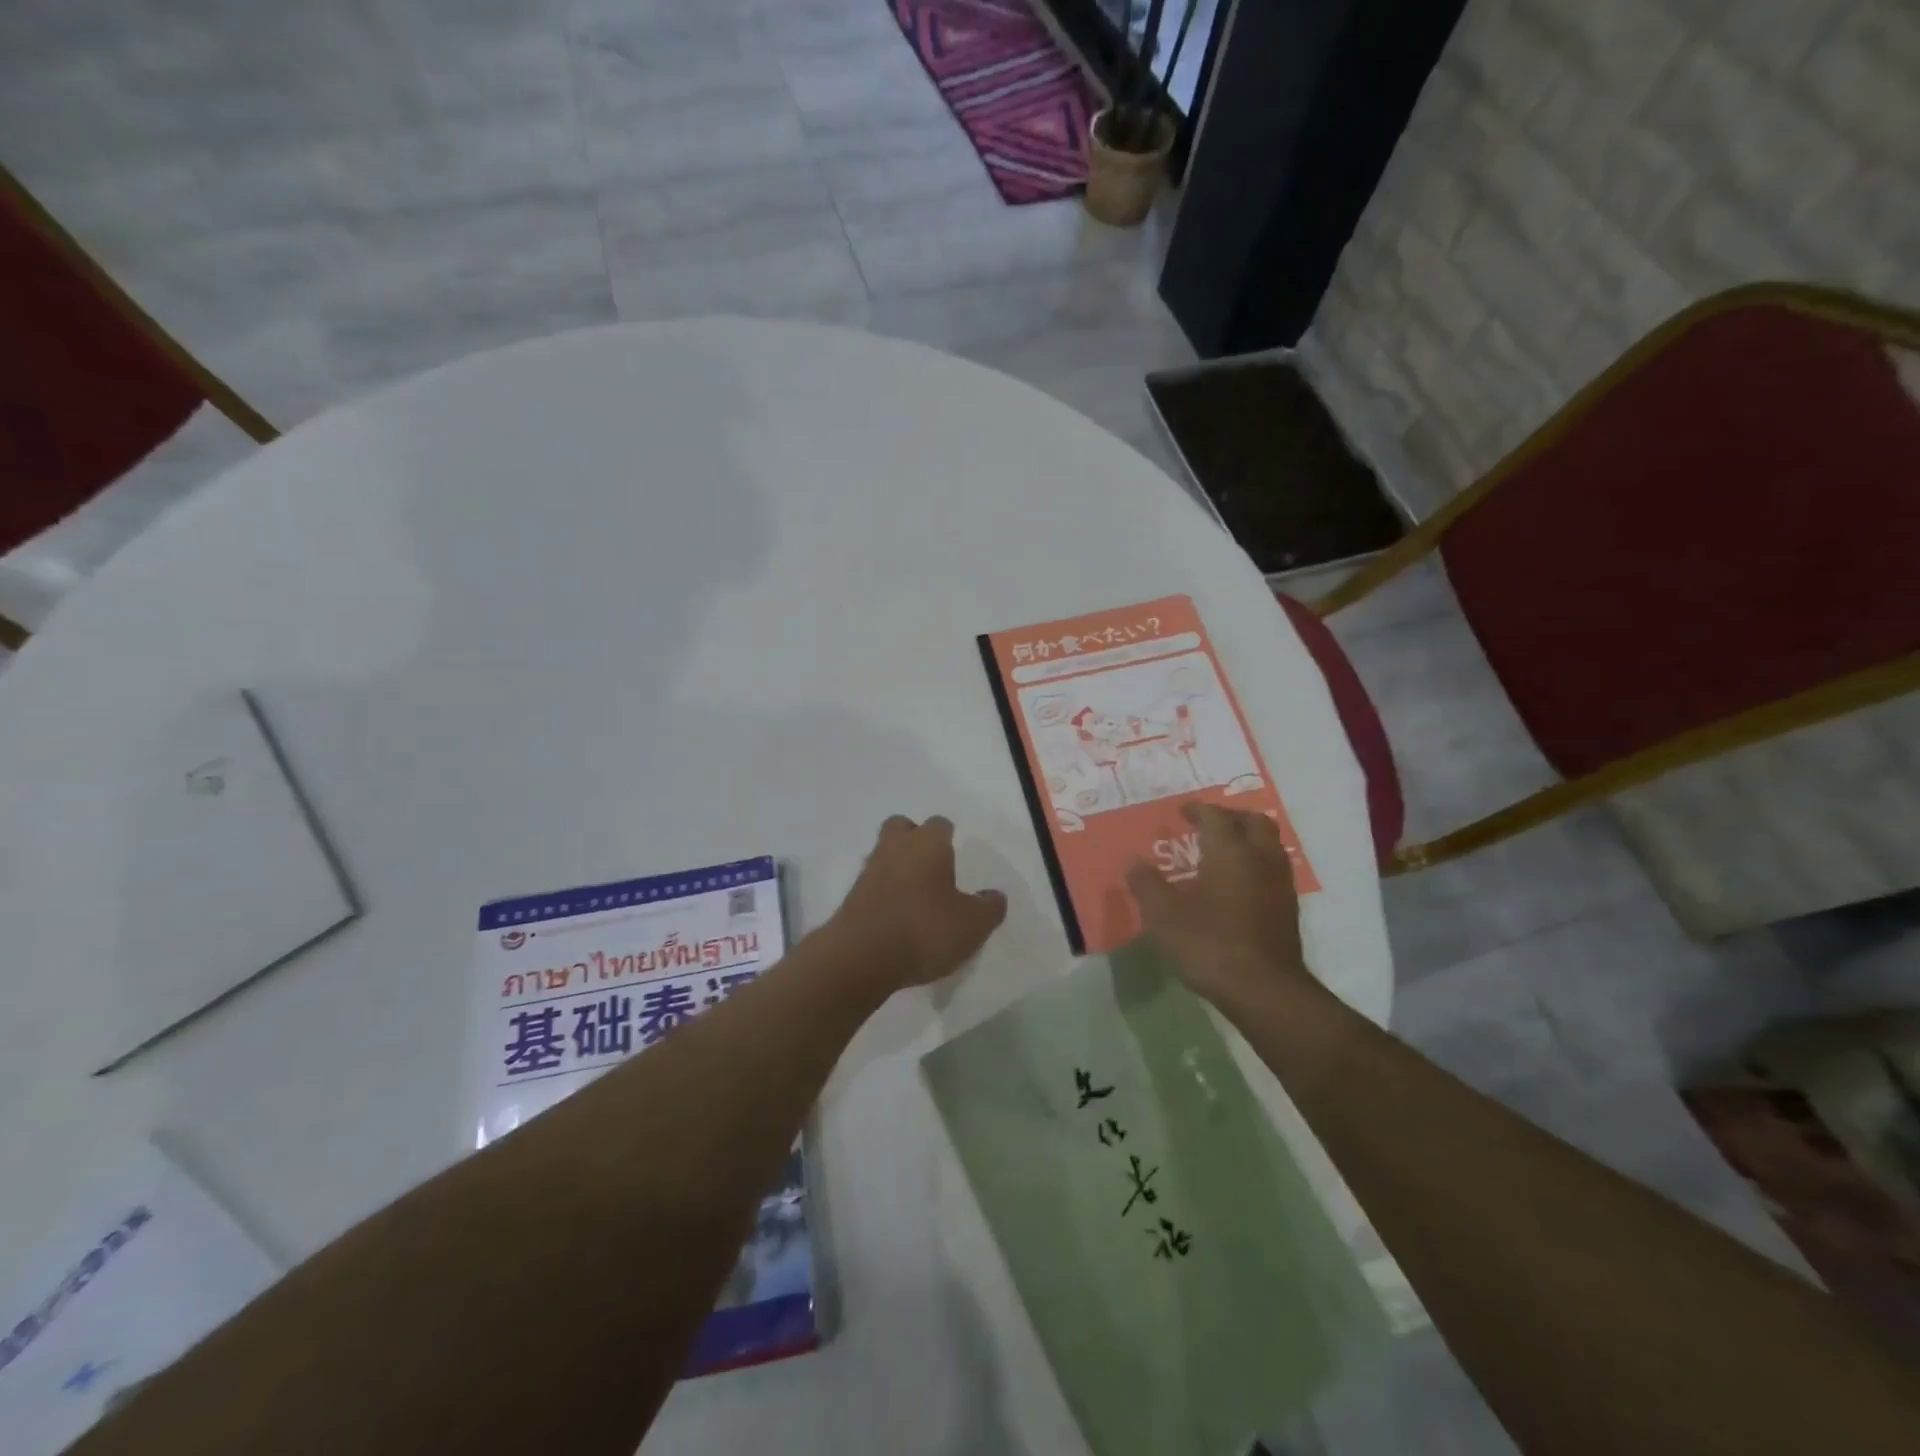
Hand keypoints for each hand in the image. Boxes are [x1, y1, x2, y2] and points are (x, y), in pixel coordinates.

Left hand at [823, 815, 1007, 991]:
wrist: (861, 957)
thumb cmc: (925, 929)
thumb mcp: (973, 924)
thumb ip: (989, 907)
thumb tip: (994, 896)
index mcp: (927, 843)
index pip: (939, 824)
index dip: (948, 837)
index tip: (956, 854)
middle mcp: (895, 848)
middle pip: (901, 828)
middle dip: (914, 840)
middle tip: (931, 866)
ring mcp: (868, 872)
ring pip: (884, 855)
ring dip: (897, 868)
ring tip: (917, 897)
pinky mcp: (851, 898)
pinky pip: (873, 885)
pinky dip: (884, 894)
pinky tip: (897, 918)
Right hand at [1125, 802, 1312, 1011]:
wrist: (1265, 990)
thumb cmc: (1210, 945)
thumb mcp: (1164, 916)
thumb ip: (1147, 885)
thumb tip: (1134, 863)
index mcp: (1230, 852)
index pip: (1216, 816)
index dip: (1198, 810)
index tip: (1182, 811)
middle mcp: (1260, 859)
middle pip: (1253, 822)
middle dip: (1231, 817)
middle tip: (1208, 824)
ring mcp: (1280, 884)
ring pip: (1269, 844)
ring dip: (1248, 838)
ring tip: (1224, 850)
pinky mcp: (1288, 909)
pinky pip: (1273, 869)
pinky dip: (1256, 863)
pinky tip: (1238, 883)